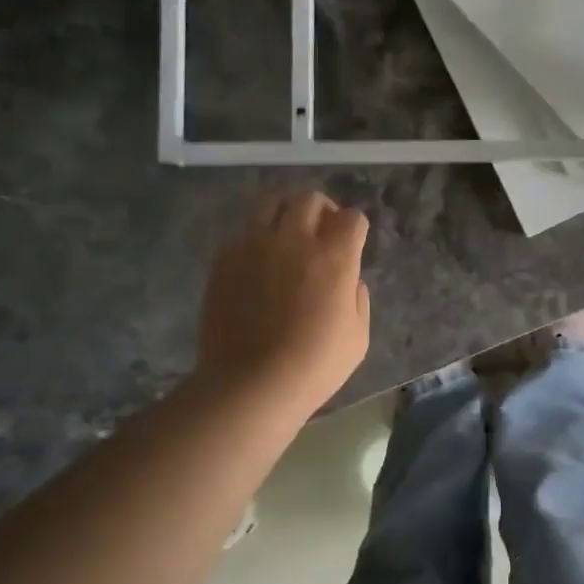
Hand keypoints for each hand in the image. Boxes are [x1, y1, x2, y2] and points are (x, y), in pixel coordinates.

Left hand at [194, 191, 370, 416]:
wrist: (249, 384)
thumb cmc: (314, 366)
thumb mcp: (358, 337)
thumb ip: (357, 297)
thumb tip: (349, 280)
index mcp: (334, 258)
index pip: (352, 218)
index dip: (355, 227)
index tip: (353, 242)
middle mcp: (294, 240)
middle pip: (310, 199)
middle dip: (322, 210)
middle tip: (322, 231)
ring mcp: (254, 246)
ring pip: (272, 203)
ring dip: (286, 212)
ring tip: (287, 234)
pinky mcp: (224, 259)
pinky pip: (244, 231)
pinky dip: (257, 237)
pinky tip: (259, 261)